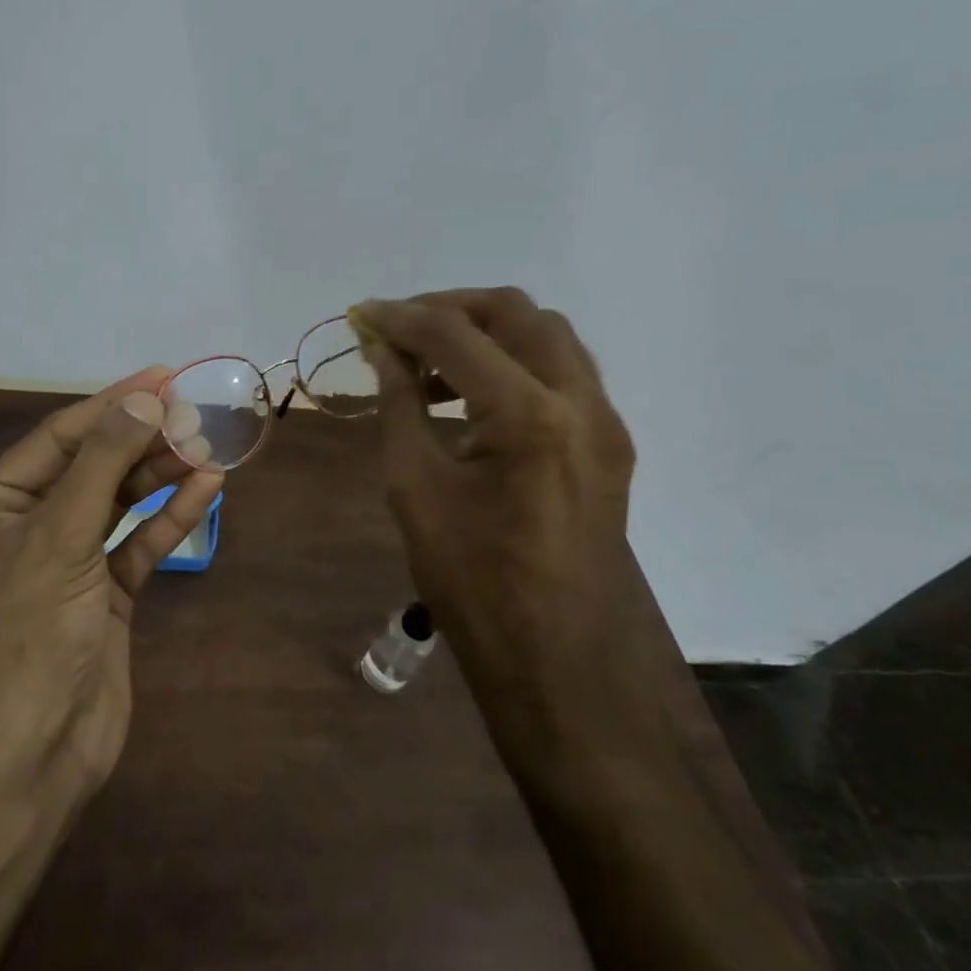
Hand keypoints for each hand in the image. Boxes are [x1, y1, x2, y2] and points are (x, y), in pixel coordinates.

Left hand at [0, 368, 223, 787]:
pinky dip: (170, 515)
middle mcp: (29, 524)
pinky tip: (206, 487)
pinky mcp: (104, 591)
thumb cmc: (32, 632)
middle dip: (144, 439)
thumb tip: (143, 399)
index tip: (163, 377)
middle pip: (94, 464)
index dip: (113, 404)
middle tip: (196, 411)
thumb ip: (102, 463)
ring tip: (209, 444)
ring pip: (121, 500)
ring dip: (162, 473)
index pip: (60, 437)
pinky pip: (139, 540)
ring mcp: (69, 559)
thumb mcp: (61, 536)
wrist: (37, 751)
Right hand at [349, 288, 636, 689]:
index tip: (360, 315)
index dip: (399, 317)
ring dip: (485, 331)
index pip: (454, 334)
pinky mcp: (610, 444)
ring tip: (429, 365)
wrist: (555, 661)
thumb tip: (380, 347)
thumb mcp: (414, 486)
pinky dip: (513, 362)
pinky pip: (562, 372)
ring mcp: (605, 422)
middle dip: (449, 308)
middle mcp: (580, 401)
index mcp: (528, 415)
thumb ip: (399, 402)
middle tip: (398, 330)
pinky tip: (471, 396)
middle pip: (514, 311)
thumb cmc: (471, 582)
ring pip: (546, 334)